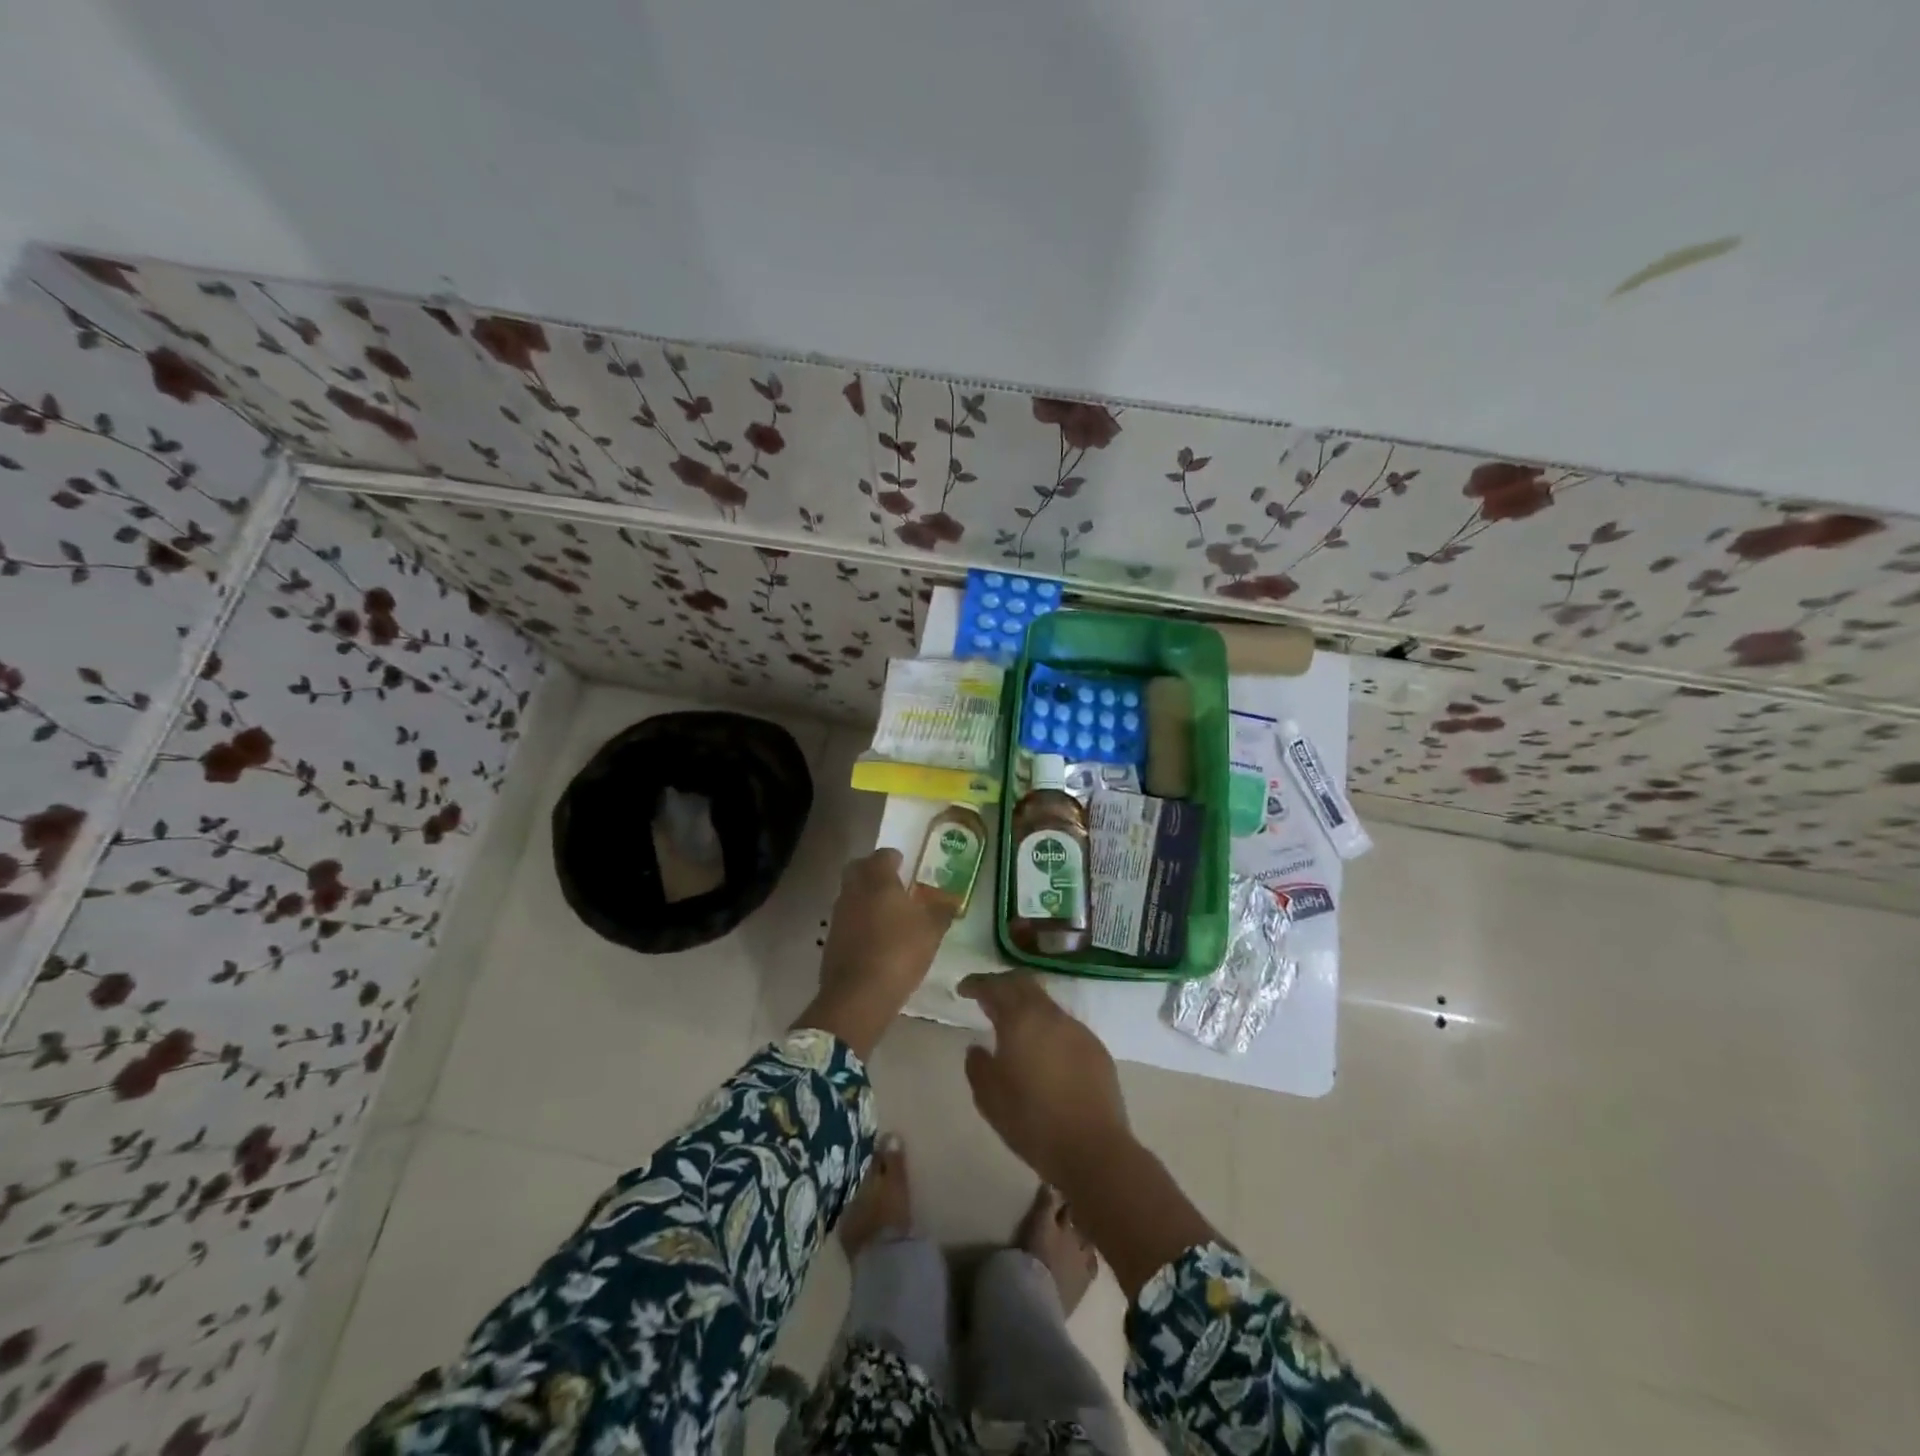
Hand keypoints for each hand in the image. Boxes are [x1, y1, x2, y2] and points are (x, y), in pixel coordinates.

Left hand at [796, 849, 952, 1057]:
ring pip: (851, 894)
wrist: (858, 995)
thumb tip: (950, 900)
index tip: (906, 865)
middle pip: (859, 869)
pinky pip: (847, 920)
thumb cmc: (899, 951)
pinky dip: (859, 922)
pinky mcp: (831, 939)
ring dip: (865, 898)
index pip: (883, 855)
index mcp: (877, 880)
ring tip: (887, 914)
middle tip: (893, 884)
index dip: (895, 857)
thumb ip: (942, 911)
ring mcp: (839, 915)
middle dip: (873, 872)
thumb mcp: (931, 931)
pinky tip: (875, 938)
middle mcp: (853, 890)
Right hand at [960, 972, 1131, 1188]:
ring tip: (1014, 1027)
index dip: (977, 983)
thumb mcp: (989, 1097)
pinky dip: (1048, 1029)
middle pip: (1025, 984)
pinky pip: (1065, 1027)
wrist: (1093, 1149)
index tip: (963, 989)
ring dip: (1027, 1008)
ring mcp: (1078, 1030)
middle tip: (987, 997)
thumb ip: (977, 1066)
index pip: (996, 986)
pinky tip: (1043, 1052)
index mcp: (1022, 1019)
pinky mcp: (1096, 1049)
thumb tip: (977, 1048)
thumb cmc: (1032, 1121)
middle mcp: (1051, 1015)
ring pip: (1047, 1005)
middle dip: (1003, 985)